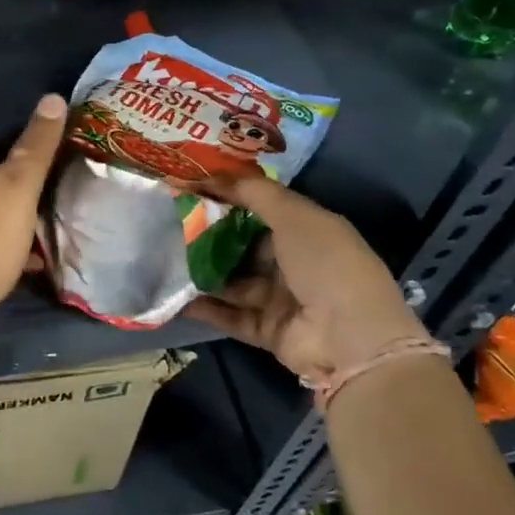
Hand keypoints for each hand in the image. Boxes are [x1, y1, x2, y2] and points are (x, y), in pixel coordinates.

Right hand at [182, 174, 428, 386]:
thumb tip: (215, 175)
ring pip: (234, 281)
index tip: (192, 187)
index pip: (263, 209)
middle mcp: (295, 263)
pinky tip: (174, 296)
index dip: (230, 197)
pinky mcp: (267, 330)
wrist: (350, 339)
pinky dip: (204, 307)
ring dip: (203, 271)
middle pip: (245, 245)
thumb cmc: (325, 264)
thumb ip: (255, 192)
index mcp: (309, 231)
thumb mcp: (294, 215)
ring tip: (164, 258)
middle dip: (210, 235)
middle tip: (170, 223)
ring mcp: (281, 299)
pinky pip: (230, 315)